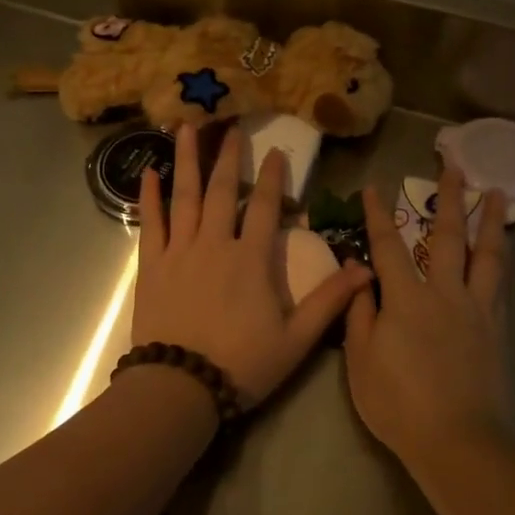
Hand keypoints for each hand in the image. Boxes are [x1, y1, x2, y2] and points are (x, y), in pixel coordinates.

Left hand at [134, 123, 370, 409]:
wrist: (181, 387)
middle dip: (229, 157)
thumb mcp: (297, 339)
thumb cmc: (242, 364)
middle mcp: (215, 244)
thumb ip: (330, 301)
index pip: (265, 207)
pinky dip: (149, 197)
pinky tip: (148, 172)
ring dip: (187, 161)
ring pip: (184, 196)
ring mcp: (179, 252)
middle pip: (222, 191)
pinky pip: (151, 223)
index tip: (275, 150)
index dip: (271, 177)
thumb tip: (366, 269)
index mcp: (251, 259)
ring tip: (186, 128)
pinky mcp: (152, 266)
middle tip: (230, 126)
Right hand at [345, 164, 509, 463]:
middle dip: (449, 197)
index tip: (373, 187)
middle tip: (455, 164)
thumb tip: (360, 277)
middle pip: (446, 236)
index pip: (388, 245)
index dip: (377, 214)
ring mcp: (475, 309)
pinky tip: (502, 250)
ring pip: (486, 254)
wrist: (457, 440)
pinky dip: (501, 259)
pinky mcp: (495, 328)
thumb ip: (360, 313)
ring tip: (495, 192)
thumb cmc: (398, 403)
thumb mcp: (361, 361)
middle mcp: (444, 292)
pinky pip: (499, 283)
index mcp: (406, 298)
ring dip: (489, 220)